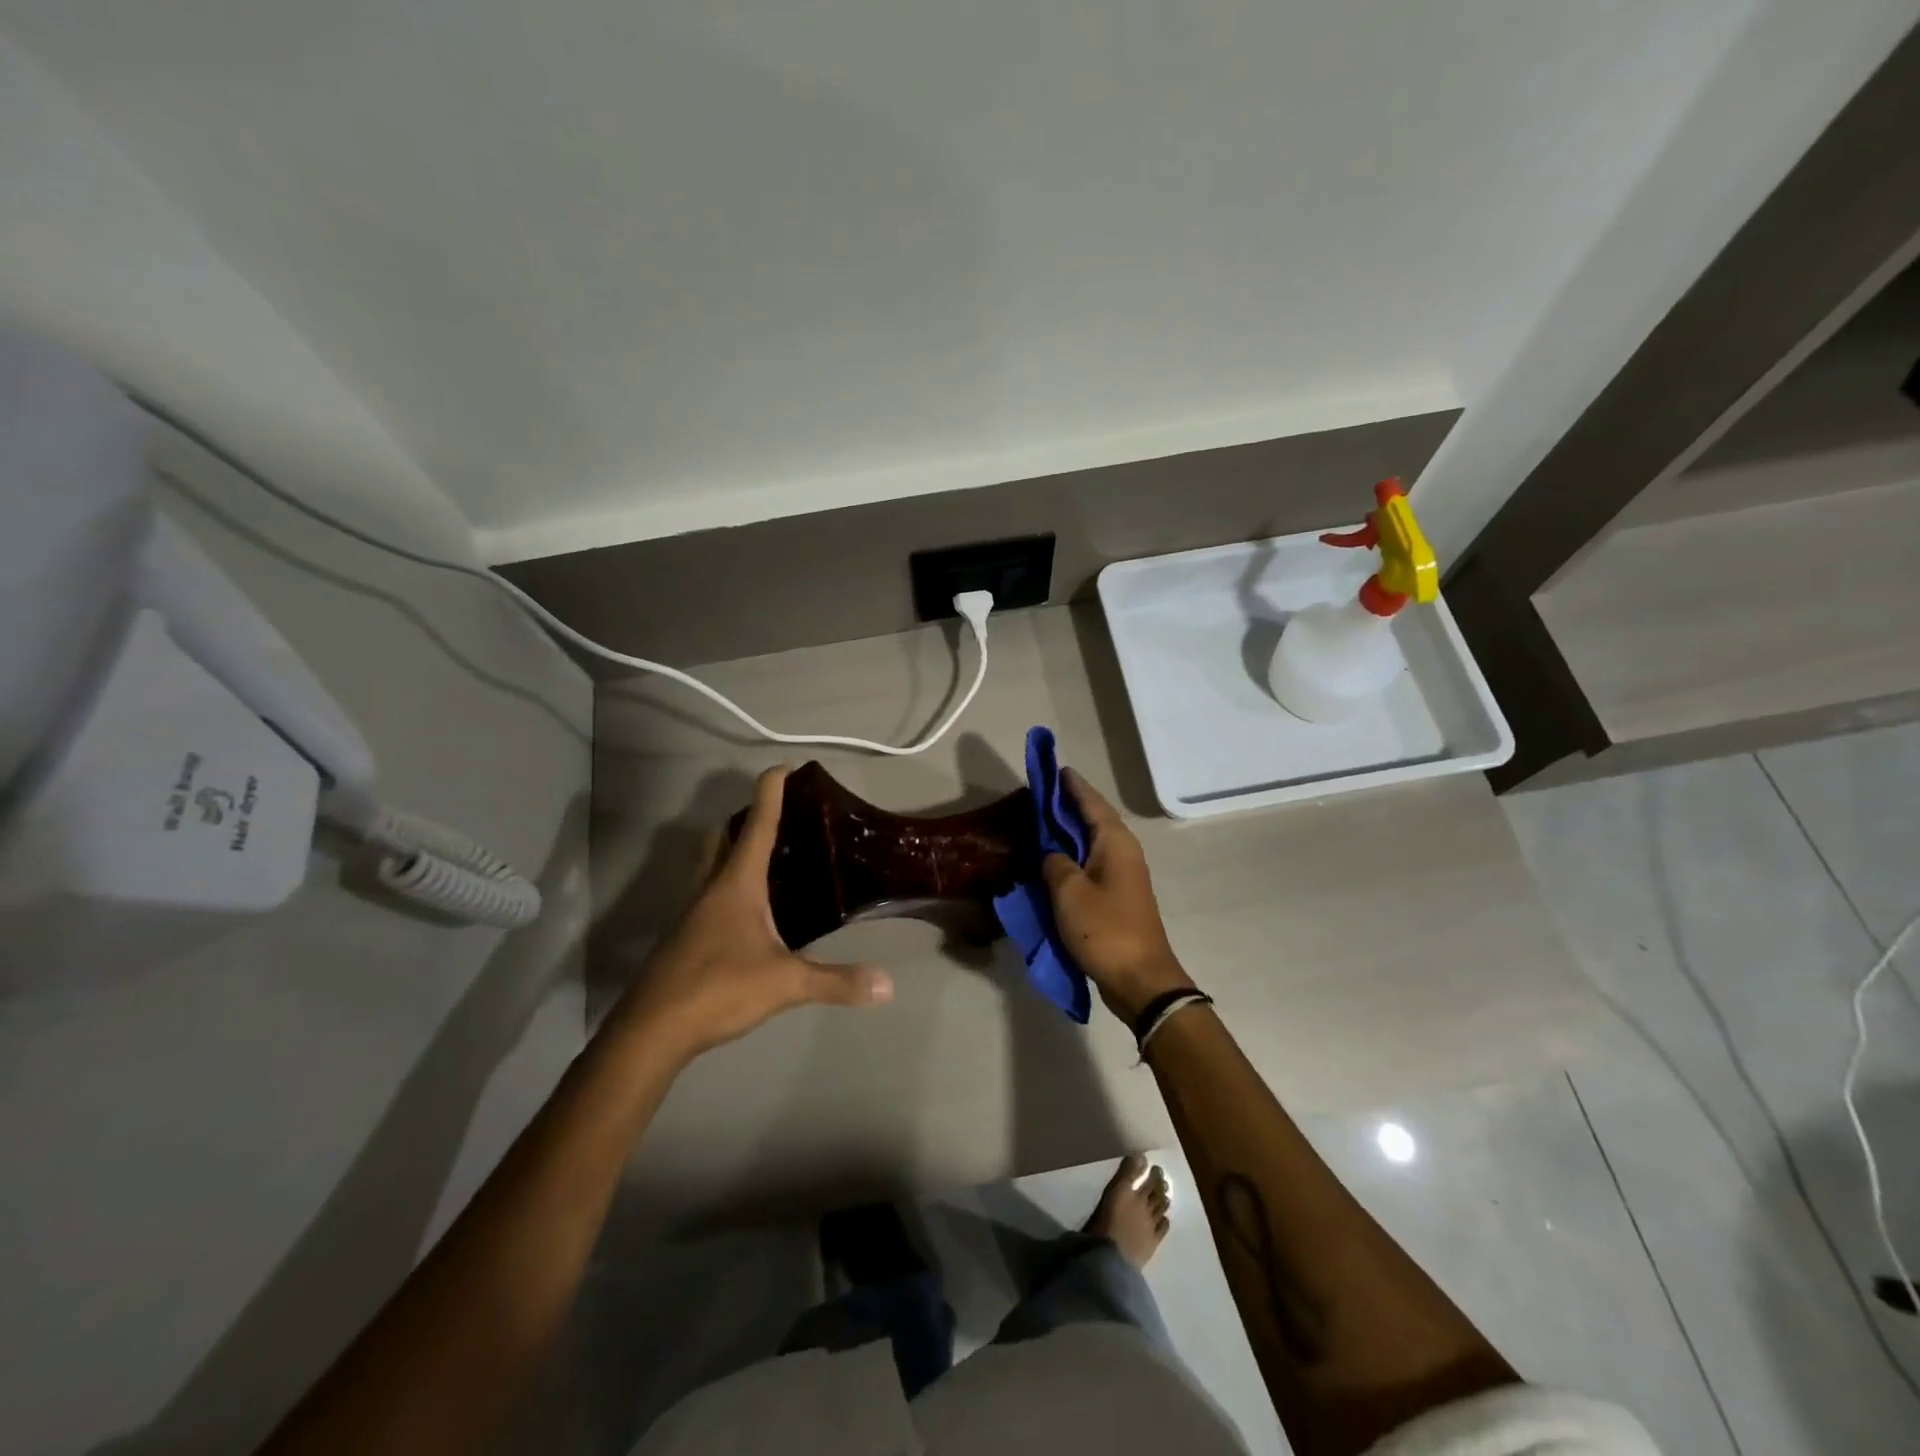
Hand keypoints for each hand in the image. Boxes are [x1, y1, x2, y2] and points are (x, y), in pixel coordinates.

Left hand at [618, 766, 893, 1063]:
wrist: (651, 1030)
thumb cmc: (717, 989)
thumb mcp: (785, 984)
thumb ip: (836, 981)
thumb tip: (887, 985)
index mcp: (736, 883)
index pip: (757, 824)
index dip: (771, 791)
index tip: (786, 767)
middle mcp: (711, 887)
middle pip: (721, 836)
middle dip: (744, 817)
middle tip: (778, 816)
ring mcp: (693, 912)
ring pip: (710, 864)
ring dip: (732, 849)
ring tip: (769, 857)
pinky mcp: (686, 937)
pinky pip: (709, 894)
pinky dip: (729, 885)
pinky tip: (751, 912)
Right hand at [1042, 768, 1196, 1023]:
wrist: (1141, 980)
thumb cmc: (1105, 930)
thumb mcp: (1069, 892)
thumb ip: (1055, 863)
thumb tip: (1052, 853)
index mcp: (1114, 842)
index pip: (1090, 802)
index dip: (1071, 785)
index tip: (1053, 769)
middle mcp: (1123, 851)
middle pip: (1093, 818)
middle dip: (1068, 805)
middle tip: (1039, 794)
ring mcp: (1122, 875)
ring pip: (1092, 841)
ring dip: (1069, 831)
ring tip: (1041, 822)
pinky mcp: (1117, 896)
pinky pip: (1091, 863)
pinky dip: (1072, 855)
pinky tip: (1053, 860)